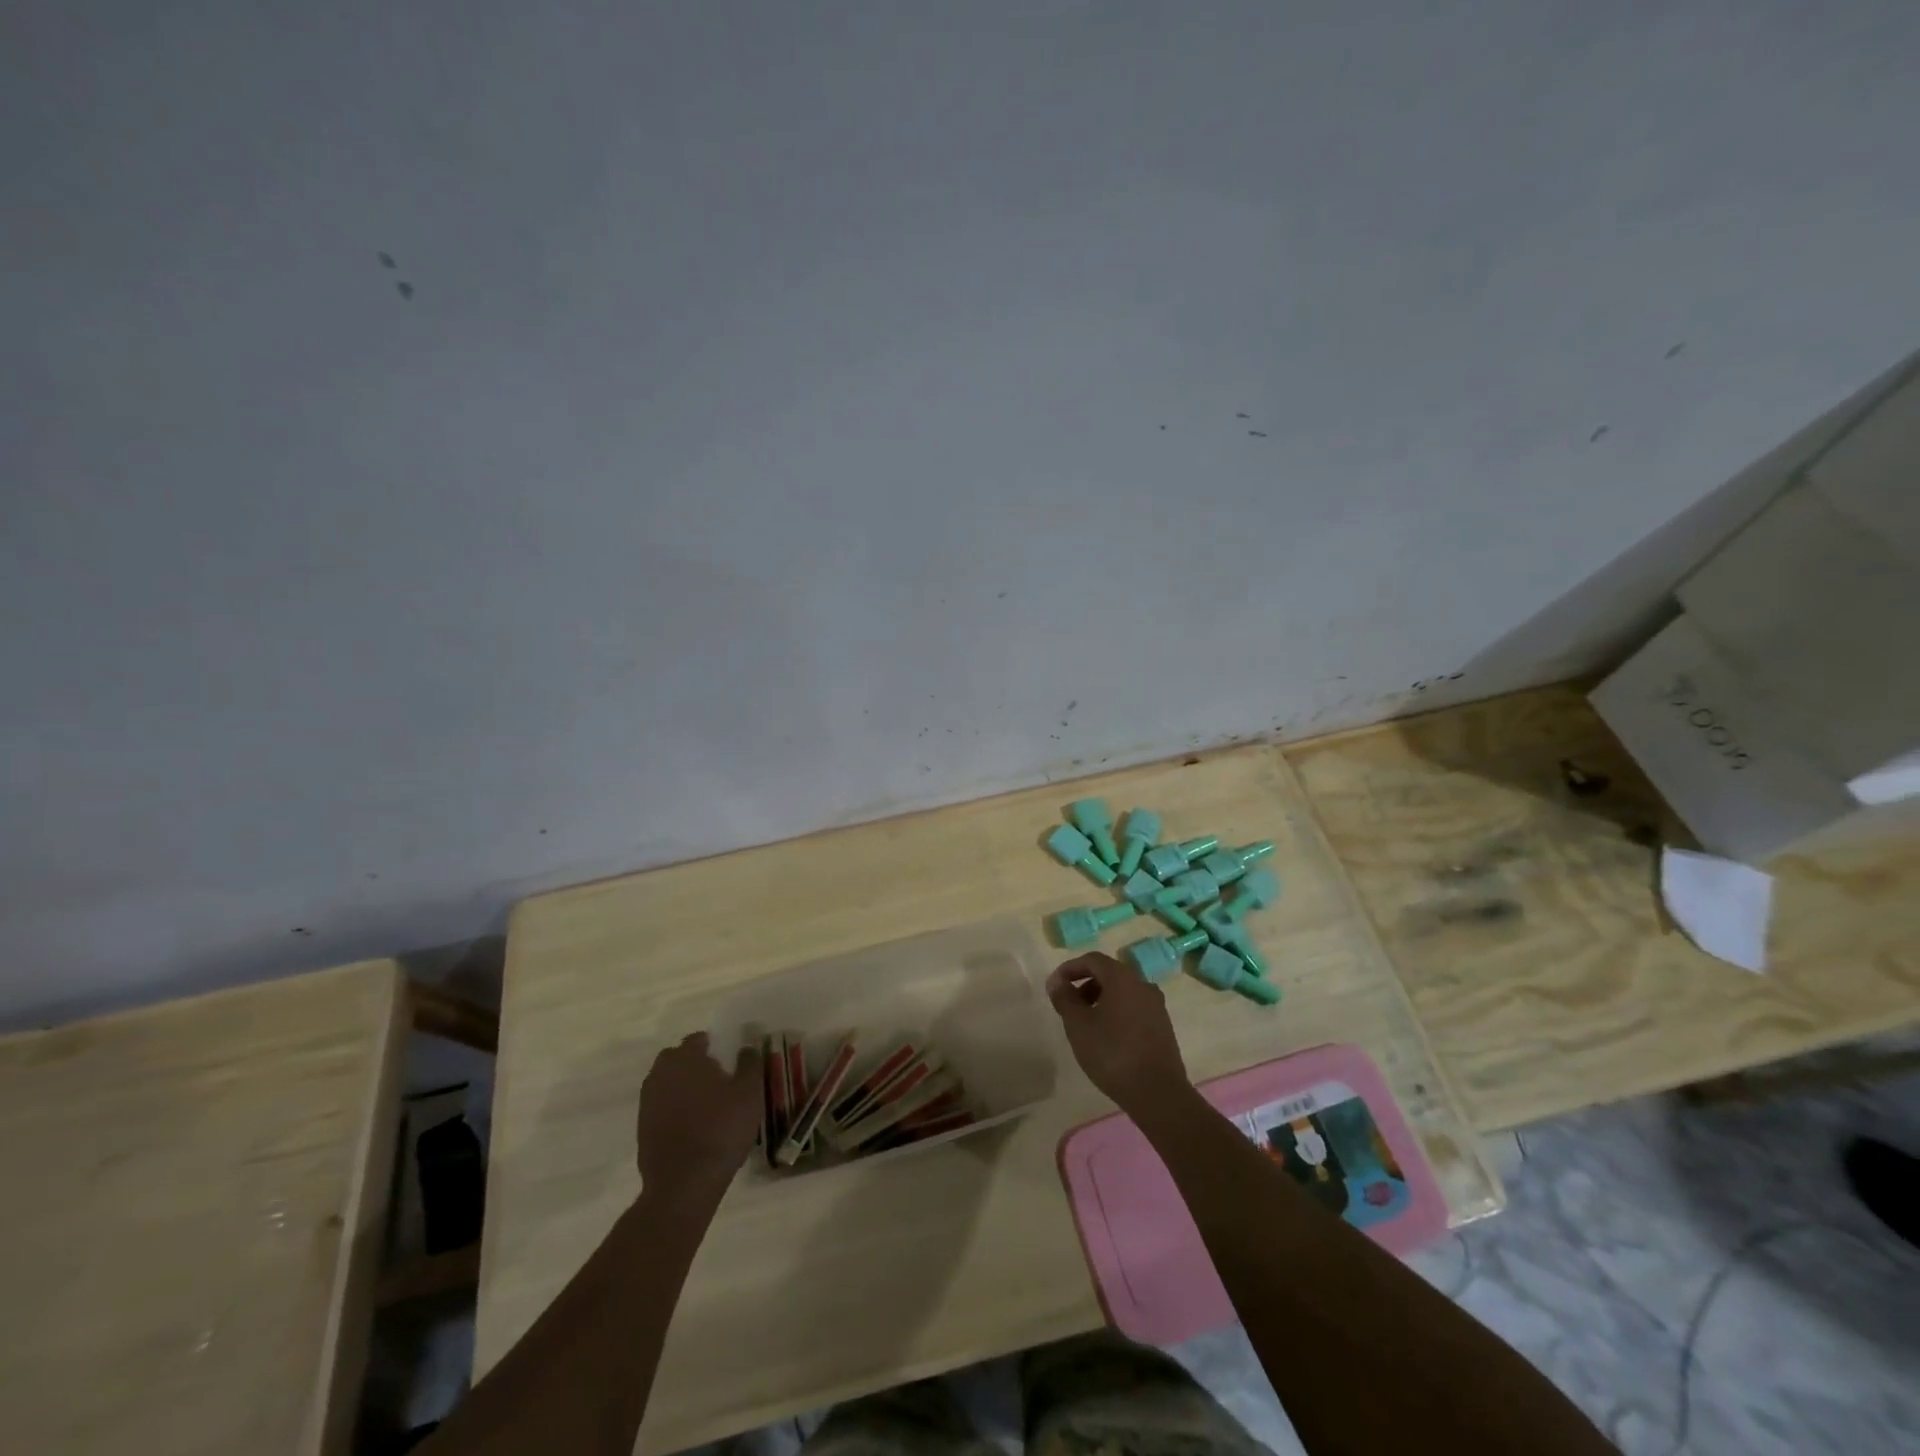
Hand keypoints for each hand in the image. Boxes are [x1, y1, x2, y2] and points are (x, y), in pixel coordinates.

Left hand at [635, 1032, 761, 1205]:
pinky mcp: (642, 1128)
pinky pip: (661, 1107)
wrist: (684, 1183)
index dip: (713, 1046)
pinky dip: (674, 1109)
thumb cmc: (722, 1129)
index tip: (727, 1058)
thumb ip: (750, 1063)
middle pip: (677, 1059)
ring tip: (705, 1103)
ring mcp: (648, 1102)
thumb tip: (747, 1046)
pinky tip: (692, 1124)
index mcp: (686, 1058)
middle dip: (693, 1063)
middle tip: (717, 1078)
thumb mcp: (749, 1093)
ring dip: (682, 1086)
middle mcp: (661, 1074)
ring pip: (667, 1083)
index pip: (697, 1040)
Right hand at [1045, 953, 1190, 1114]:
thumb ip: (1065, 998)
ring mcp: (1156, 1006)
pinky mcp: (1163, 1026)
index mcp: (1122, 978)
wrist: (1158, 1092)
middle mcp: (1142, 984)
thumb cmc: (1112, 1053)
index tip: (1055, 985)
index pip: (1093, 959)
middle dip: (1085, 985)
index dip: (1071, 968)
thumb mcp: (1078, 1025)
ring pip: (1123, 992)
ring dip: (1101, 999)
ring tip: (1086, 1024)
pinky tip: (1107, 1037)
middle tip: (1069, 1006)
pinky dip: (1117, 1012)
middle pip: (1109, 974)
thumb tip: (1057, 981)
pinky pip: (1134, 1008)